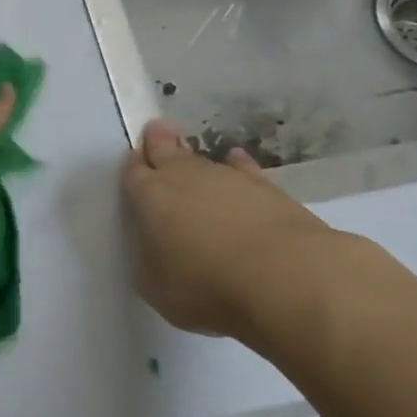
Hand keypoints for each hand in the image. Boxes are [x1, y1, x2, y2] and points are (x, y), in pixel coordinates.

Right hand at [121, 119, 353, 347]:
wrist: (283, 278)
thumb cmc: (205, 287)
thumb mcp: (156, 286)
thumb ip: (150, 259)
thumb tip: (158, 248)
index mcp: (149, 197)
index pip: (134, 172)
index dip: (132, 166)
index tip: (133, 159)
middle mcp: (184, 178)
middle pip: (166, 150)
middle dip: (159, 141)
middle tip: (156, 129)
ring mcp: (227, 178)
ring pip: (203, 159)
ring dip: (195, 159)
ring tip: (191, 158)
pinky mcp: (266, 187)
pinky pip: (242, 168)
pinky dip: (236, 166)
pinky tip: (236, 163)